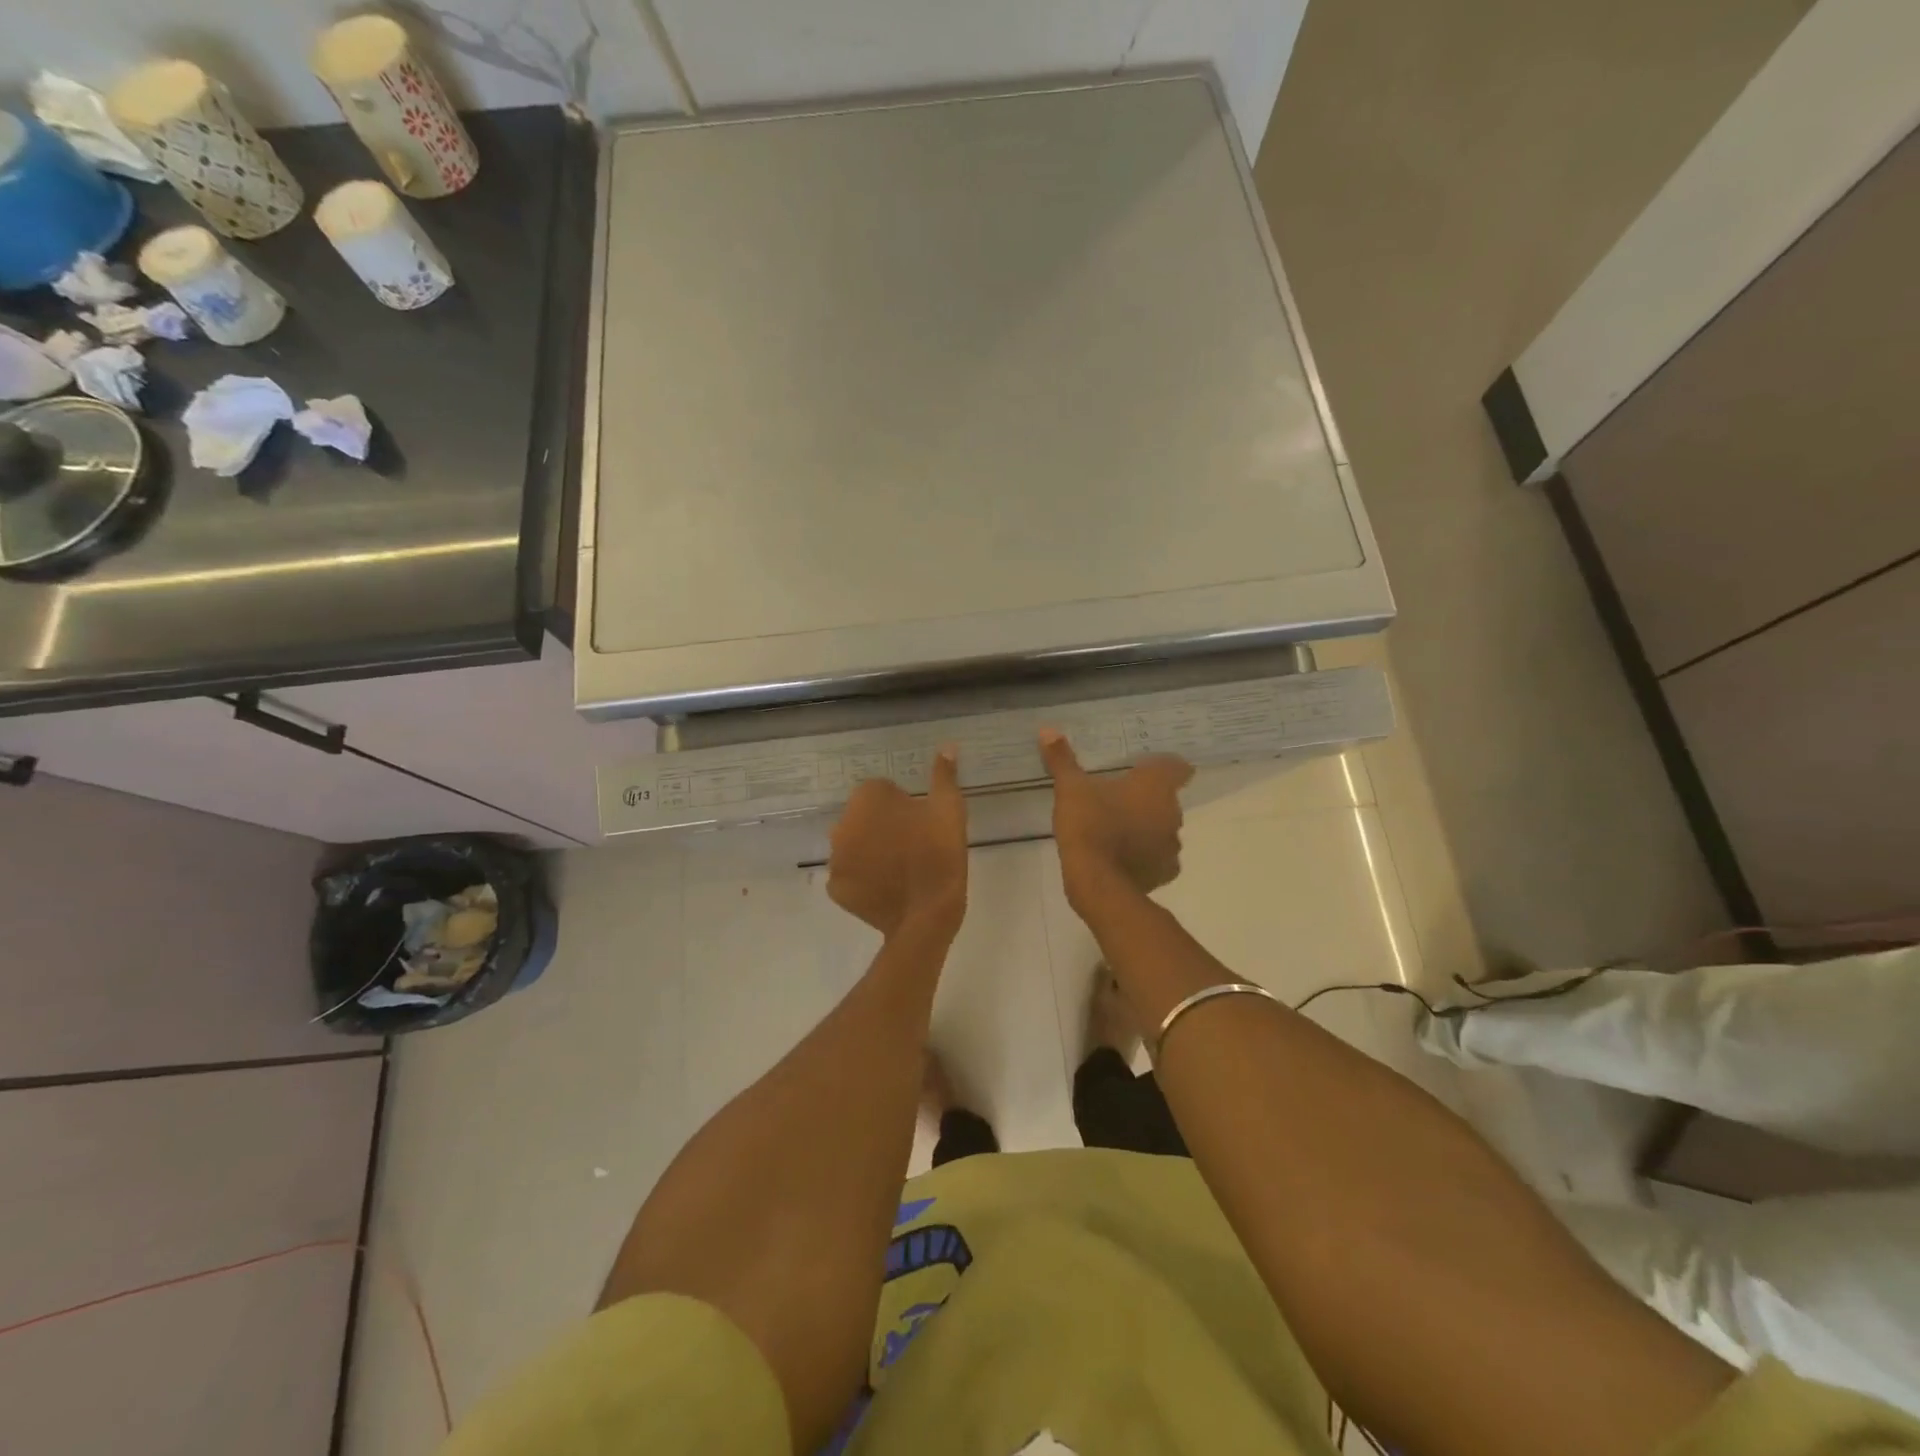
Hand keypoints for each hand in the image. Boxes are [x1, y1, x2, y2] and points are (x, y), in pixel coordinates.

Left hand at [827, 747, 967, 936]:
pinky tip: (888, 888)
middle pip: (864, 818)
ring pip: (854, 846)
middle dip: (882, 827)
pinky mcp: (835, 889)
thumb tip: (947, 745)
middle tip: (913, 846)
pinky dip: (864, 880)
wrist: (928, 914)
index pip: (882, 791)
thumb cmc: (940, 853)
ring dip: (870, 851)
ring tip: (901, 869)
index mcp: (867, 798)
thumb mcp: (949, 809)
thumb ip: (944, 775)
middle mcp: (842, 823)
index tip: (921, 823)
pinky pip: (850, 876)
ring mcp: (835, 858)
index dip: (903, 806)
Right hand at [1039, 729, 1192, 910]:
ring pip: (1163, 829)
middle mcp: (1172, 812)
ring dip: (1146, 828)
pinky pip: (1158, 858)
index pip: (1178, 767)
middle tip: (1118, 800)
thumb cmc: (1089, 826)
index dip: (1165, 767)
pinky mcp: (1165, 872)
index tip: (1145, 770)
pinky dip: (1144, 856)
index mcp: (1155, 786)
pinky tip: (1121, 858)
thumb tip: (1047, 730)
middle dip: (1147, 799)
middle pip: (1167, 799)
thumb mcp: (1070, 789)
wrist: (1098, 882)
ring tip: (1116, 831)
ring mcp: (1172, 845)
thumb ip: (1062, 760)